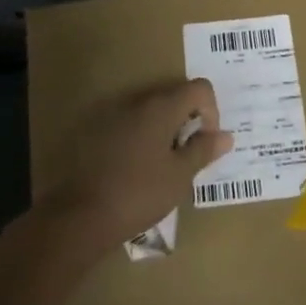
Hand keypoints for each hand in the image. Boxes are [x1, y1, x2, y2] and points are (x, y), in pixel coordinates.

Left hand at [45, 80, 233, 245]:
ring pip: (151, 113)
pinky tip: (137, 170)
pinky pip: (130, 125)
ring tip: (163, 167)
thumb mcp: (179, 176)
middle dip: (188, 122)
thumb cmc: (139, 193)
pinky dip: (142, 139)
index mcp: (161, 107)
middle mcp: (137, 102)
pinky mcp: (95, 132)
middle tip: (186, 158)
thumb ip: (203, 150)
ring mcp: (113, 115)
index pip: (199, 88)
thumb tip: (225, 136)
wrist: (80, 216)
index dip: (211, 111)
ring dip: (164, 132)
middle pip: (175, 97)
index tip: (205, 142)